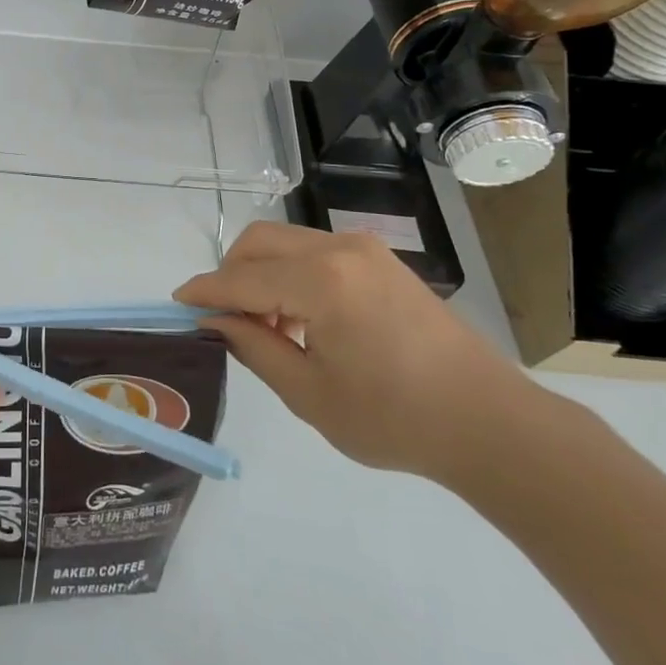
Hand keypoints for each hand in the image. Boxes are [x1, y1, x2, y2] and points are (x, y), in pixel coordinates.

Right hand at [174, 222, 533, 479]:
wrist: (490, 422)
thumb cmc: (395, 418)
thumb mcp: (309, 393)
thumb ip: (254, 347)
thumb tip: (214, 320)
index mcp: (322, 281)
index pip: (241, 278)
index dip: (204, 291)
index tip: (175, 304)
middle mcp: (340, 249)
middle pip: (259, 242)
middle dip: (230, 274)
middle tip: (225, 320)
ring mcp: (365, 249)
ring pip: (286, 242)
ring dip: (261, 273)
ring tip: (267, 327)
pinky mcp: (381, 260)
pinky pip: (315, 252)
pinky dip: (291, 274)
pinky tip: (302, 319)